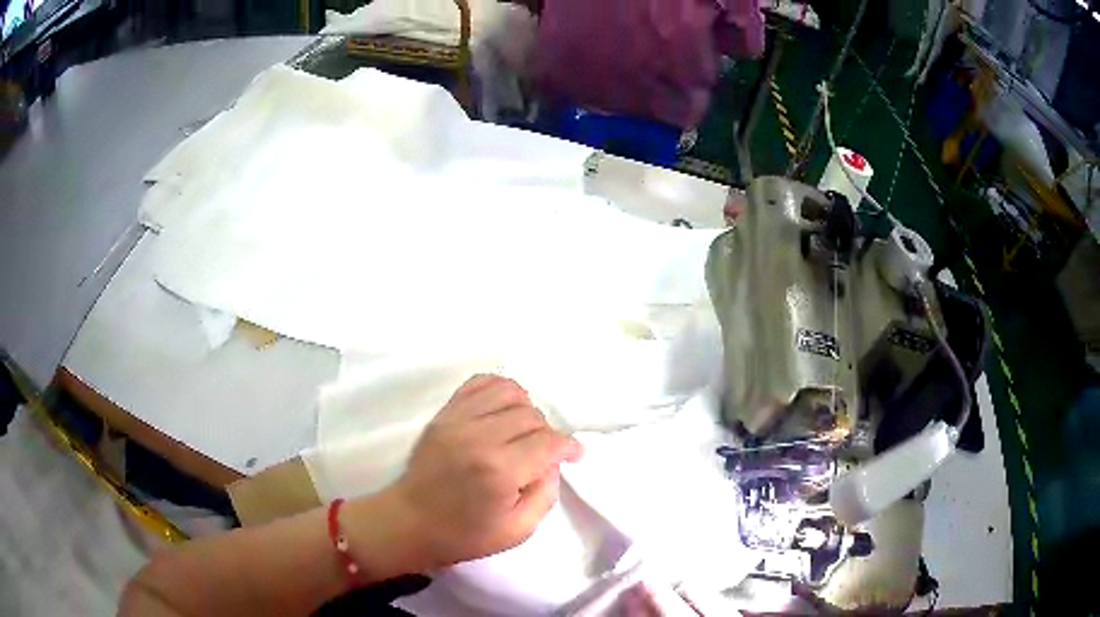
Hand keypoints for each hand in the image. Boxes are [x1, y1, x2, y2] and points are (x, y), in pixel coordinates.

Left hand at [390, 375, 583, 568]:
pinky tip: (503, 410)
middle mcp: (479, 437)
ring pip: (509, 391)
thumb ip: (546, 494)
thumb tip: (552, 462)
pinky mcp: (444, 414)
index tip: (575, 455)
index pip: (548, 442)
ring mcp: (457, 420)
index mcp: (499, 471)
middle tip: (542, 454)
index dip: (569, 447)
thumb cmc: (464, 535)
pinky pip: (479, 383)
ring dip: (526, 409)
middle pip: (531, 415)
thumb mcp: (518, 530)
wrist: (409, 522)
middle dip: (547, 434)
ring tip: (523, 430)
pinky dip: (499, 390)